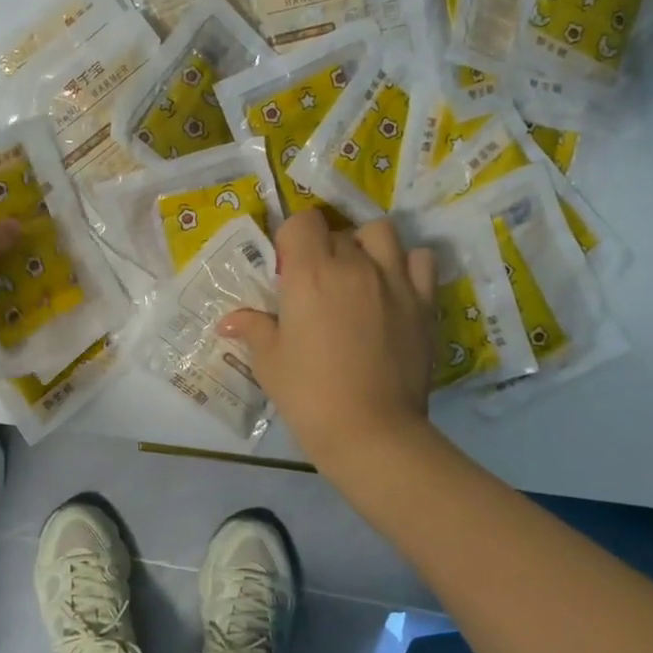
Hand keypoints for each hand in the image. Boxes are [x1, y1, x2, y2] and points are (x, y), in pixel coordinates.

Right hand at [219, 211, 436, 473]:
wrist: (371, 431)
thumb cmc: (309, 394)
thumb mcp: (269, 362)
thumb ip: (253, 330)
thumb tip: (229, 322)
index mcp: (310, 273)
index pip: (302, 221)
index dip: (291, 238)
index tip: (286, 267)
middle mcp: (353, 265)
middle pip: (337, 231)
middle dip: (322, 247)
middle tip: (314, 282)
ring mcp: (393, 280)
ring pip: (381, 232)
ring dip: (365, 244)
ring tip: (357, 272)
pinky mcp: (423, 301)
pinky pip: (420, 259)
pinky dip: (406, 263)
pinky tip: (393, 286)